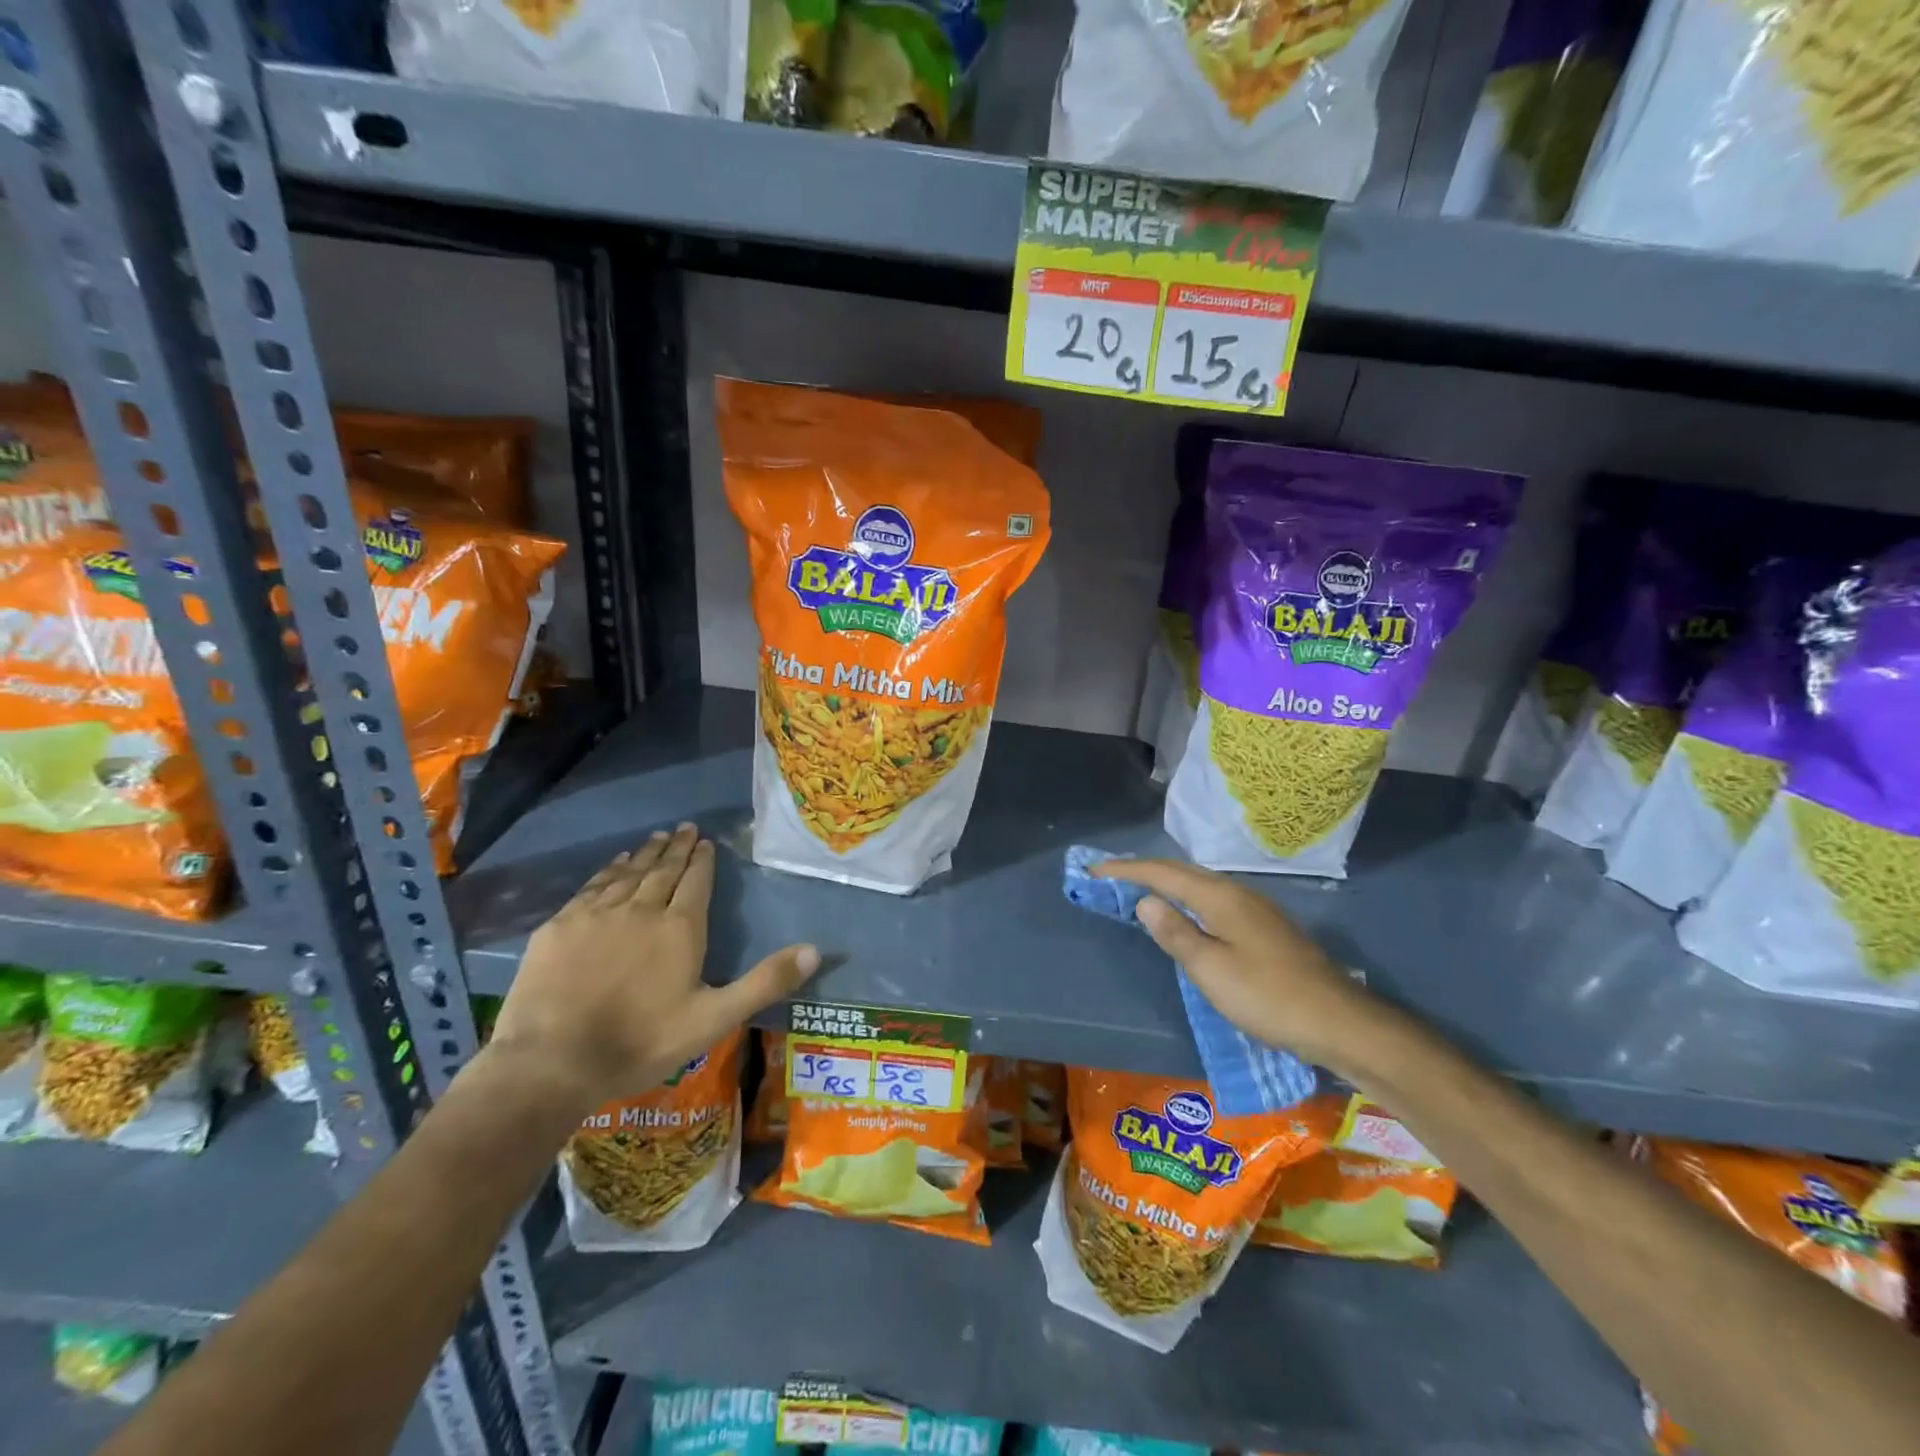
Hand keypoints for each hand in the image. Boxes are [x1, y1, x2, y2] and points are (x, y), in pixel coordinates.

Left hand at [489, 824, 819, 1108]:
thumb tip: (816, 949)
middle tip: (684, 828)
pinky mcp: (560, 926)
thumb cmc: (642, 1042)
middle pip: (662, 870)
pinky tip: (614, 864)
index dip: (702, 860)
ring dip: (644, 854)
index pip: (695, 881)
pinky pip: (592, 886)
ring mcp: (596, 914)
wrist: (552, 1062)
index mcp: (679, 928)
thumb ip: (765, 982)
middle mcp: (641, 909)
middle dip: (676, 848)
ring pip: (627, 873)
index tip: (705, 841)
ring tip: (655, 838)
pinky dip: (608, 870)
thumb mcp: (715, 1018)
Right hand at [1093, 857, 1387, 1074]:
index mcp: (1220, 897)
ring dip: (1167, 883)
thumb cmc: (1268, 996)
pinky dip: (1187, 899)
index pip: (1163, 873)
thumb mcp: (1211, 969)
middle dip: (1144, 871)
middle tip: (1110, 877)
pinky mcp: (1266, 927)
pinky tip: (1186, 915)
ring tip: (1140, 891)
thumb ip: (1175, 933)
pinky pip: (1214, 900)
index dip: (1127, 870)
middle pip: (1182, 872)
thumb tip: (1145, 900)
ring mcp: (1256, 909)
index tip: (1095, 870)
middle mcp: (1238, 893)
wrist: (1339, 1022)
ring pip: (1200, 885)